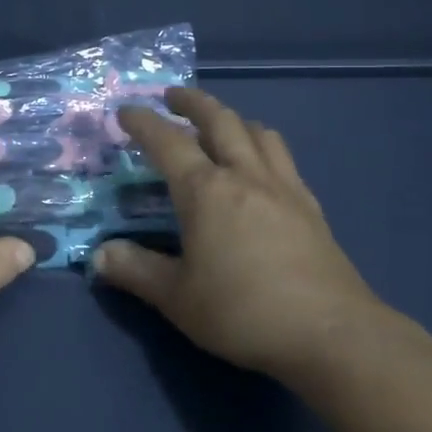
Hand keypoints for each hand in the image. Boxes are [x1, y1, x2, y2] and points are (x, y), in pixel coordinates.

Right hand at [95, 87, 393, 378]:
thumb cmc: (243, 312)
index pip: (168, 142)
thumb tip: (99, 255)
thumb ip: (136, 271)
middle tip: (173, 97)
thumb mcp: (178, 298)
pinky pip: (283, 158)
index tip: (126, 111)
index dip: (143, 122)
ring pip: (258, 133)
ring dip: (232, 119)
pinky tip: (260, 169)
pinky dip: (262, 146)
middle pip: (220, 120)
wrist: (332, 334)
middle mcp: (245, 176)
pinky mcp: (311, 208)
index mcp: (206, 191)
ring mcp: (284, 188)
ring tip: (219, 126)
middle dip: (193, 102)